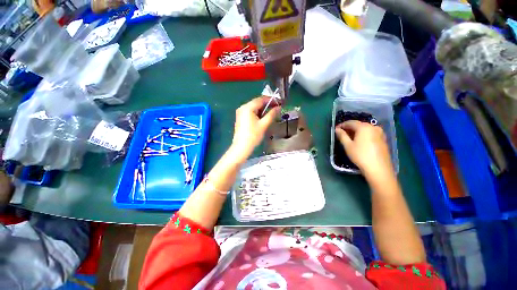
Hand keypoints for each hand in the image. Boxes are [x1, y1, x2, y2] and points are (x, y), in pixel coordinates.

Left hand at [230, 97, 280, 162]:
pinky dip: (258, 113)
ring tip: (272, 113)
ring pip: (254, 107)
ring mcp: (240, 113)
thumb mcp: (264, 124)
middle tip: (277, 108)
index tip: (280, 102)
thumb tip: (279, 107)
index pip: (261, 99)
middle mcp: (243, 107)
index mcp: (247, 107)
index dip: (272, 100)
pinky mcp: (241, 118)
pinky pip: (251, 112)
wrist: (241, 147)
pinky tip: (263, 117)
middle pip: (257, 102)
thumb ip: (272, 114)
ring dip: (263, 109)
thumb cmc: (253, 136)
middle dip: (268, 104)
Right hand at [335, 120, 393, 177]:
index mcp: (364, 127)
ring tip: (349, 138)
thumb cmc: (360, 155)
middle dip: (349, 128)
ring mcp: (380, 133)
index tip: (335, 129)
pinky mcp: (383, 139)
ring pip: (365, 129)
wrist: (378, 168)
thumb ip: (342, 135)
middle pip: (359, 125)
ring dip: (356, 132)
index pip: (350, 122)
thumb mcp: (348, 145)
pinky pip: (370, 133)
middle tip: (341, 134)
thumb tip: (337, 129)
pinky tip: (359, 141)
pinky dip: (363, 135)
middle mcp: (373, 127)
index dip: (342, 125)